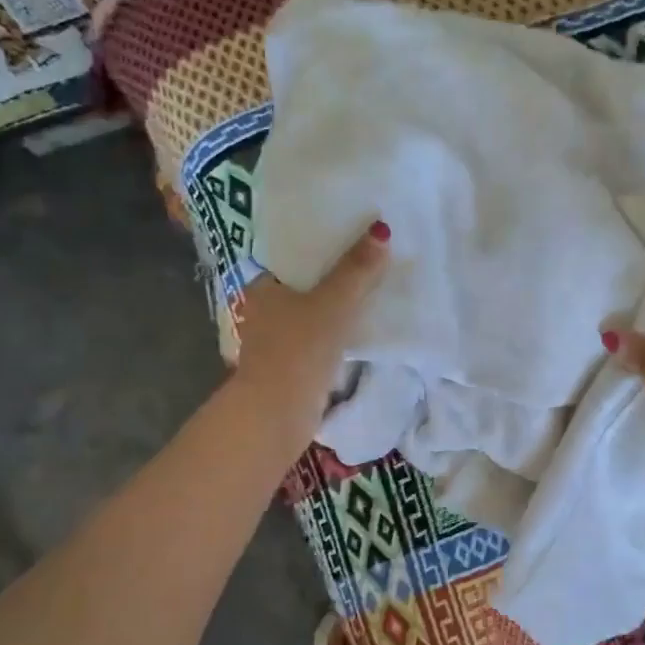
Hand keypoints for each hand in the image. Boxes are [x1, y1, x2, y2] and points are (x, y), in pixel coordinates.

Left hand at [230, 222, 389, 448]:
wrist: (277, 414)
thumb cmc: (298, 350)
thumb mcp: (333, 304)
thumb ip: (356, 270)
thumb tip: (381, 230)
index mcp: (262, 286)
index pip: (293, 255)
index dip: (322, 244)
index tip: (354, 234)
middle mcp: (264, 310)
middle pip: (307, 284)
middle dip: (336, 275)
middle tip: (373, 258)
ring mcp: (277, 340)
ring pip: (314, 312)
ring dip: (339, 305)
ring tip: (375, 287)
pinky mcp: (292, 366)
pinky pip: (320, 337)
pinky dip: (338, 331)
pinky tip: (363, 326)